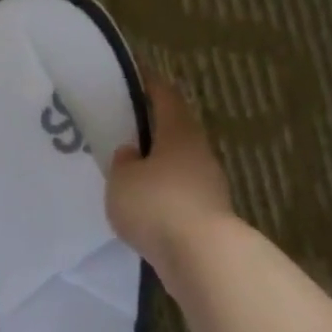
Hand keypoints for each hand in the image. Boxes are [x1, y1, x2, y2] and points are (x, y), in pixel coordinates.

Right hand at [106, 75, 236, 272]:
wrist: (201, 256)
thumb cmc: (156, 204)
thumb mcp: (122, 179)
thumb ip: (123, 162)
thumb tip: (132, 154)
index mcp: (179, 132)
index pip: (165, 97)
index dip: (150, 84)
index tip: (136, 75)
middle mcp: (199, 152)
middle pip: (176, 131)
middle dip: (153, 128)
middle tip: (125, 128)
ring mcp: (209, 184)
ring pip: (179, 164)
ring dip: (158, 164)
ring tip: (130, 171)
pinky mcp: (208, 214)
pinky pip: (180, 193)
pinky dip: (163, 193)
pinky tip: (144, 204)